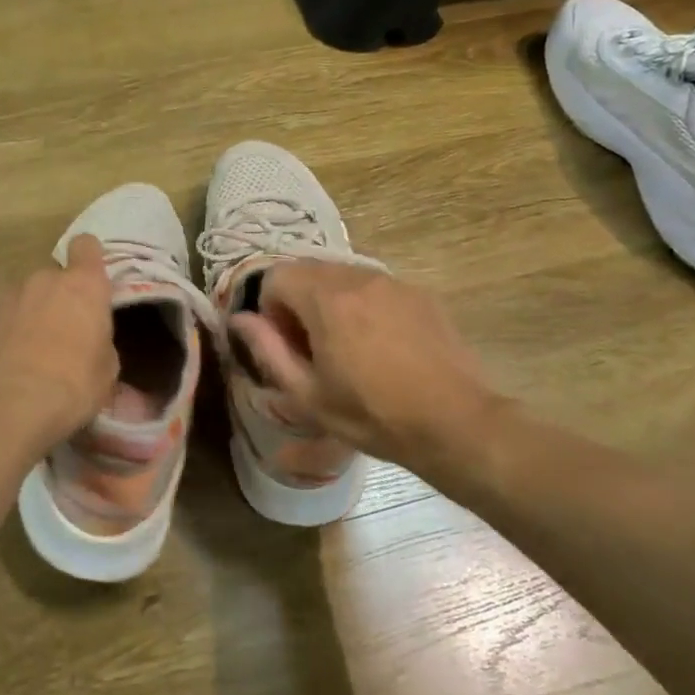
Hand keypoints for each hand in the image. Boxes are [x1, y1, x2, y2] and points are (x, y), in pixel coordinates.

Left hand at [0, 234, 116, 456]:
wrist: (5, 411)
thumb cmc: (72, 386)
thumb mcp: (106, 372)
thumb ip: (100, 344)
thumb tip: (93, 346)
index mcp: (82, 285)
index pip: (86, 246)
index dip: (90, 259)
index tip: (92, 280)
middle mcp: (43, 281)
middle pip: (54, 277)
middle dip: (59, 297)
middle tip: (66, 332)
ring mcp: (6, 299)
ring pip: (25, 298)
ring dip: (31, 315)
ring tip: (34, 352)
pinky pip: (3, 321)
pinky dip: (7, 335)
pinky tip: (10, 366)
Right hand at [229, 262, 495, 476]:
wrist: (455, 422)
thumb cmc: (372, 414)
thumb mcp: (307, 394)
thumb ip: (267, 350)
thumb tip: (239, 319)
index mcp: (325, 297)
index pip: (276, 276)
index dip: (269, 310)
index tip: (286, 346)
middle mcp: (358, 276)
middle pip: (309, 271)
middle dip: (299, 303)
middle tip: (312, 349)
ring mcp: (393, 282)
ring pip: (343, 277)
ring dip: (331, 303)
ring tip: (348, 348)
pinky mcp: (420, 293)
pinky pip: (376, 287)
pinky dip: (364, 306)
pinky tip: (382, 346)